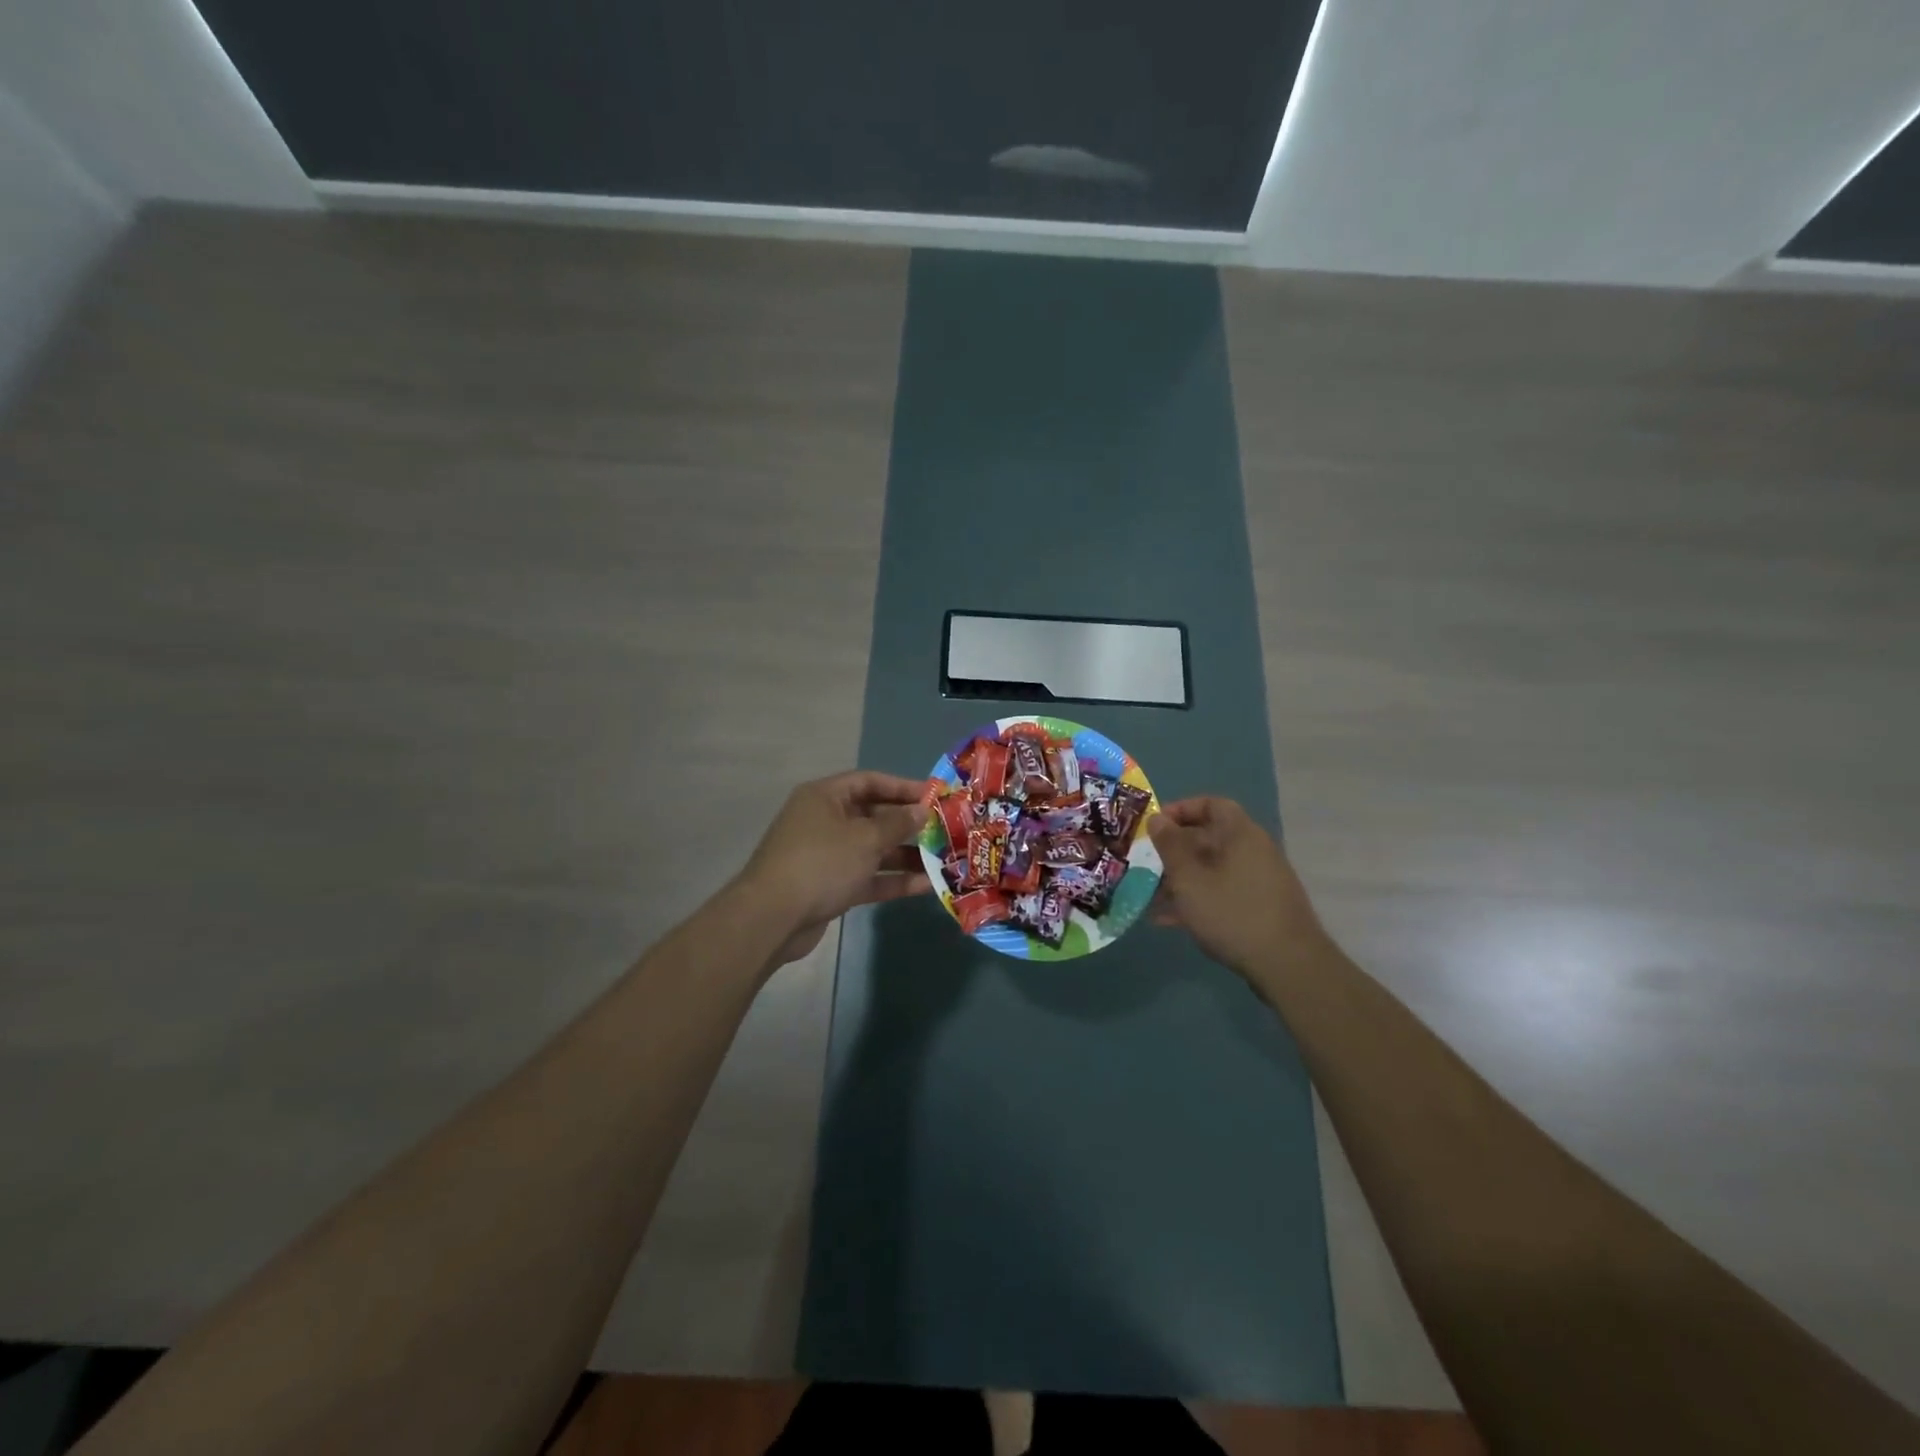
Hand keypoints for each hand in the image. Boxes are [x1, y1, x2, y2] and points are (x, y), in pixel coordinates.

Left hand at [737, 770, 932, 967]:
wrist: (772, 918)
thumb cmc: (821, 863)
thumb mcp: (865, 838)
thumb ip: (898, 823)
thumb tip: (922, 810)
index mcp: (825, 797)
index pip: (870, 781)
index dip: (903, 787)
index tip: (935, 797)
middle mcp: (825, 821)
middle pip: (873, 816)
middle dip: (909, 825)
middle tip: (945, 831)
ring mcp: (827, 856)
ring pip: (873, 850)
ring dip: (906, 855)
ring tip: (943, 860)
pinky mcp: (830, 886)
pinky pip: (867, 876)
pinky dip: (892, 880)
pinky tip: (926, 885)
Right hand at [1147, 796, 1327, 976]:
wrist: (1288, 966)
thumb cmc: (1232, 913)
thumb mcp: (1189, 879)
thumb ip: (1169, 846)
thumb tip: (1157, 819)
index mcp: (1241, 834)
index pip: (1211, 805)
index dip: (1181, 810)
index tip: (1155, 826)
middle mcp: (1253, 851)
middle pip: (1208, 839)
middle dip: (1173, 852)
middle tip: (1145, 864)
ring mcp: (1259, 881)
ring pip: (1212, 870)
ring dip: (1180, 880)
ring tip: (1149, 897)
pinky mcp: (1260, 908)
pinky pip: (1221, 893)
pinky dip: (1197, 900)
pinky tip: (1169, 921)